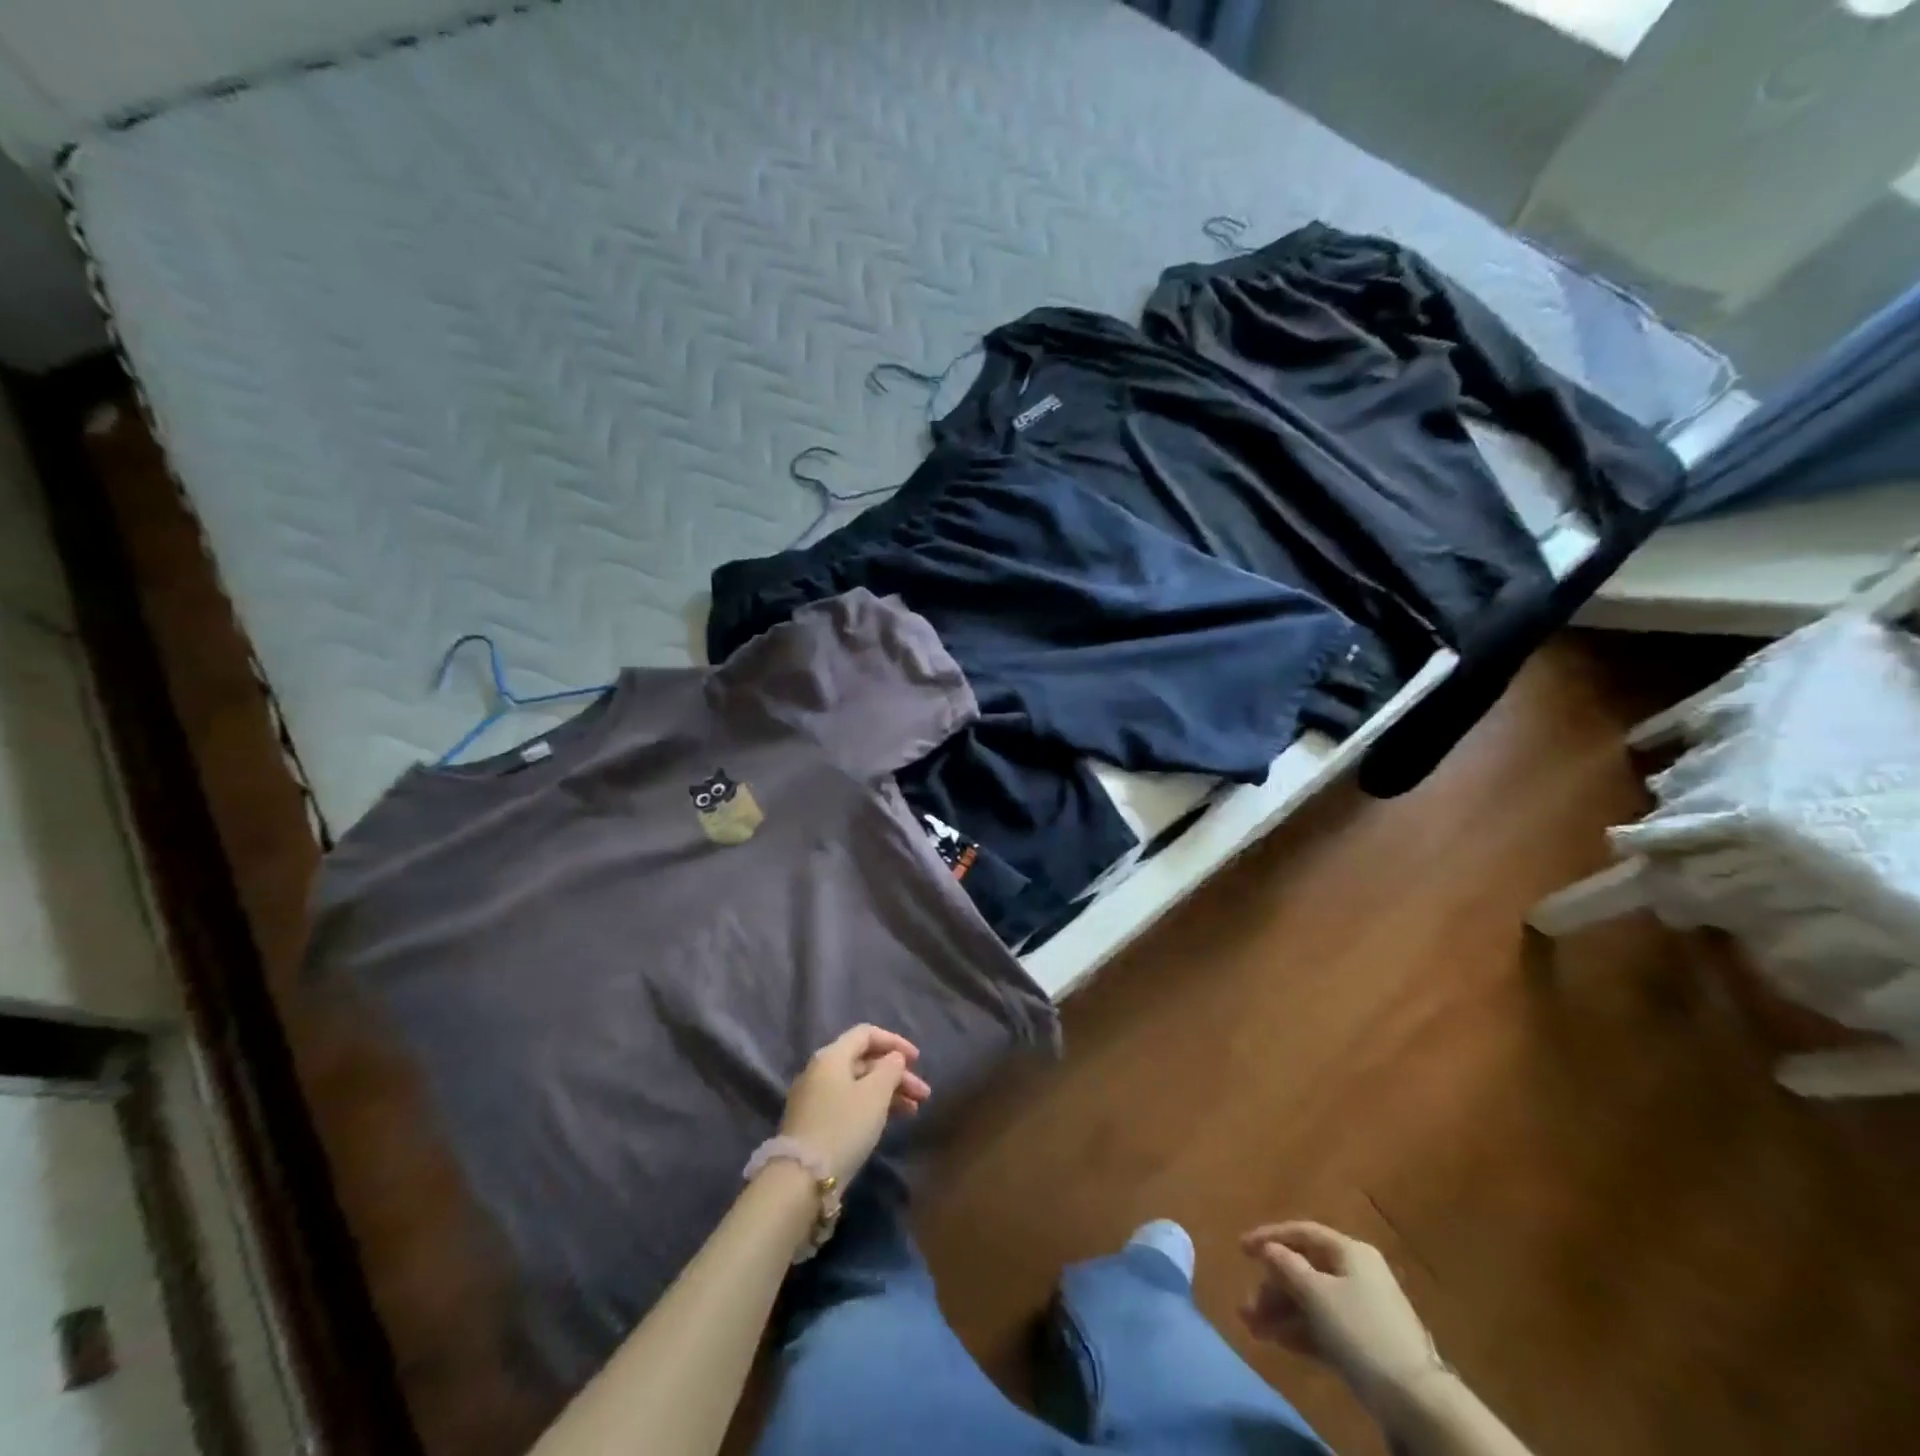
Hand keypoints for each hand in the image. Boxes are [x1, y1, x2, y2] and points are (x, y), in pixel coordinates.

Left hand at [778, 1025, 931, 1185]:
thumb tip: (893, 1058)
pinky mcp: (814, 1123)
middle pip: (864, 1062)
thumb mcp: (875, 1094)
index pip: (866, 1034)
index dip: (895, 1042)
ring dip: (888, 1093)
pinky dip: (871, 1107)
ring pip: (858, 1085)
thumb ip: (890, 1068)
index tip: (918, 1060)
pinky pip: (849, 1103)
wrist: (801, 1179)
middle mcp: (820, 1070)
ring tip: (914, 1111)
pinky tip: (889, 1121)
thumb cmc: (844, 1126)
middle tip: (923, 1094)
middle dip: (897, 1074)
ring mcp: (814, 1098)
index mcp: (832, 1055)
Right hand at [1239, 1221, 1441, 1412]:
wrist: (1414, 1400)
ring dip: (1279, 1312)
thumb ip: (1287, 1266)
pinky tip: (1275, 1340)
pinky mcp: (1363, 1344)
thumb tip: (1269, 1249)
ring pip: (1310, 1302)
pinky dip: (1298, 1331)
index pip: (1302, 1233)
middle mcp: (1356, 1274)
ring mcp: (1361, 1310)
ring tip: (1252, 1326)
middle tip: (1247, 1304)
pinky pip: (1322, 1327)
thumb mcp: (1316, 1293)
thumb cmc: (1360, 1330)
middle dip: (1272, 1286)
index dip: (1269, 1237)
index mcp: (1349, 1251)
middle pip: (1304, 1270)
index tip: (1240, 1249)